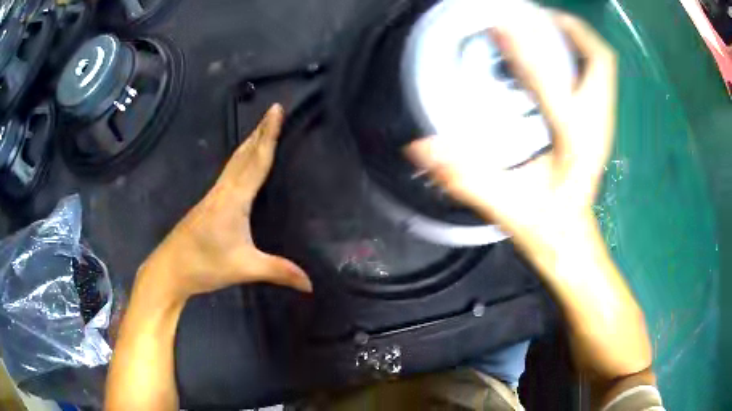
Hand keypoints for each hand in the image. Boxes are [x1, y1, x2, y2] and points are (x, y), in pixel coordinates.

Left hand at [139, 104, 311, 300]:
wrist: (169, 270)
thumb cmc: (204, 265)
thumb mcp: (244, 268)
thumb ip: (279, 271)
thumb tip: (311, 284)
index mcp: (234, 199)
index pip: (257, 161)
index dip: (269, 134)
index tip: (276, 110)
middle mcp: (223, 190)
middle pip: (244, 154)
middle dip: (260, 130)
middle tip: (273, 111)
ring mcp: (213, 196)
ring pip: (235, 162)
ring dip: (250, 142)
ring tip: (262, 128)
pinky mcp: (208, 204)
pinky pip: (229, 173)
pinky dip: (240, 159)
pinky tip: (242, 163)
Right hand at [406, 13, 616, 259]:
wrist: (572, 241)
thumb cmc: (545, 227)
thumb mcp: (505, 207)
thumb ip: (464, 177)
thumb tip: (420, 147)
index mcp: (574, 142)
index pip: (552, 80)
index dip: (523, 45)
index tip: (498, 21)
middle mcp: (596, 125)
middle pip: (600, 59)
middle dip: (570, 28)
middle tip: (535, 15)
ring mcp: (602, 123)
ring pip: (603, 64)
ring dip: (576, 37)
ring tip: (544, 24)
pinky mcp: (599, 124)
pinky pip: (598, 75)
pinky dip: (580, 54)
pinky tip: (555, 52)